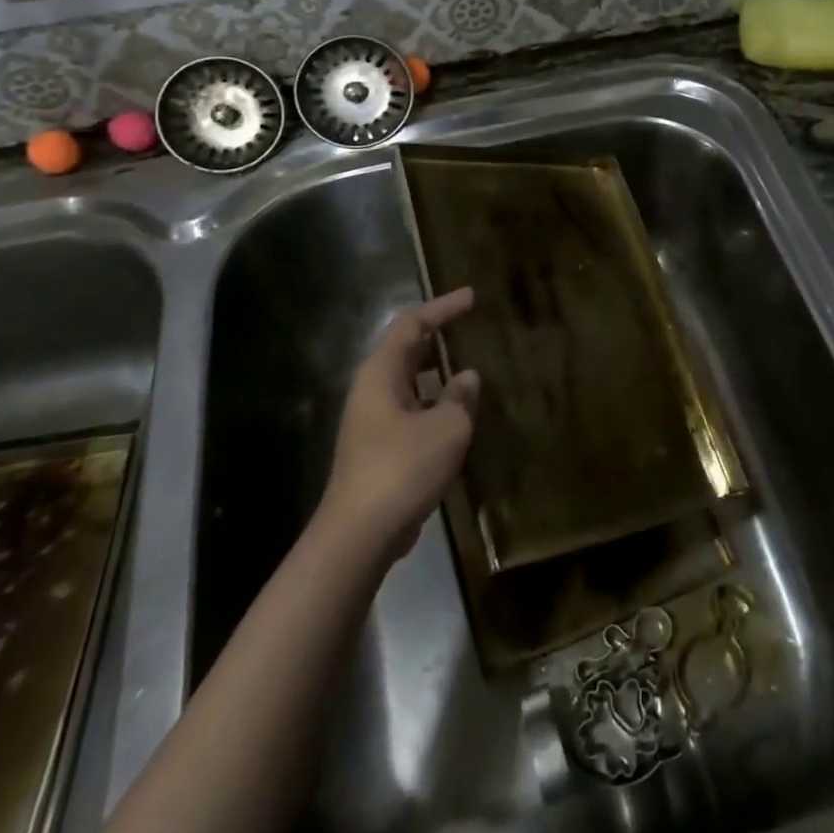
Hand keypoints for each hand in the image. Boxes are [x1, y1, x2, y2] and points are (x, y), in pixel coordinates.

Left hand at [321, 288, 480, 559]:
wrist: (359, 535)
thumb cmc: (403, 468)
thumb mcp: (447, 427)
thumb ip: (460, 396)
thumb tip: (466, 377)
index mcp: (382, 373)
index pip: (411, 324)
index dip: (442, 307)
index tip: (471, 297)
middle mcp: (372, 390)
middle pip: (407, 351)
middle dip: (439, 338)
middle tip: (472, 330)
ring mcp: (373, 421)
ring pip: (410, 383)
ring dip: (439, 375)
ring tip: (474, 371)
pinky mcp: (380, 449)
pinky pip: (412, 411)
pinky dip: (435, 404)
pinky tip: (460, 415)